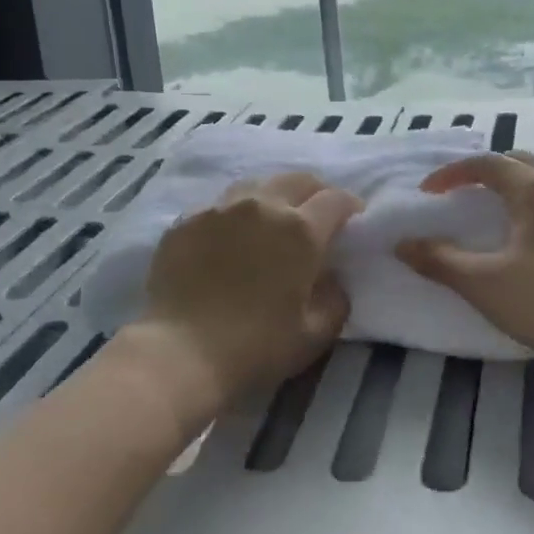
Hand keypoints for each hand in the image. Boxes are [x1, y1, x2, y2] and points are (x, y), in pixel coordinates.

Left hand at [128, 172, 362, 422]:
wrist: (181, 353)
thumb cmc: (256, 346)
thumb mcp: (315, 333)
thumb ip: (336, 298)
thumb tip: (333, 278)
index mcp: (300, 230)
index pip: (335, 200)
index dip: (350, 207)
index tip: (353, 221)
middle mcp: (262, 206)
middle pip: (297, 180)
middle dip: (315, 193)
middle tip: (316, 216)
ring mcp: (220, 209)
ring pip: (256, 186)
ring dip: (273, 197)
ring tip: (271, 221)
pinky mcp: (187, 221)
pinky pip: (220, 206)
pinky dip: (234, 215)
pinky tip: (230, 239)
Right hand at [396, 152, 533, 369]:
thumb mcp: (484, 282)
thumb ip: (440, 260)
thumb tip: (402, 244)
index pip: (486, 164)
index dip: (451, 174)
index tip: (427, 193)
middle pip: (518, 163)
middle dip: (484, 173)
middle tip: (459, 195)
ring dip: (510, 190)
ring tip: (489, 215)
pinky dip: (529, 209)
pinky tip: (524, 242)